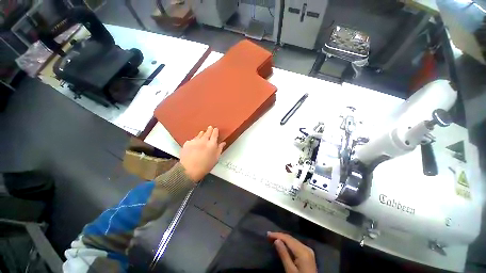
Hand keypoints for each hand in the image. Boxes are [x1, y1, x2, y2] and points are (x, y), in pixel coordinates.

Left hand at [180, 126, 225, 181]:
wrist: (189, 170)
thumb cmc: (205, 166)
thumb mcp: (216, 159)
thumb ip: (220, 149)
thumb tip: (223, 143)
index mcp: (212, 144)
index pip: (215, 134)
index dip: (215, 131)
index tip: (216, 129)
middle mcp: (203, 141)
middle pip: (207, 132)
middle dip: (209, 129)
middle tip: (210, 127)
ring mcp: (194, 141)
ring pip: (199, 134)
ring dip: (202, 133)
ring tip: (203, 132)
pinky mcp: (187, 143)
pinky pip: (192, 139)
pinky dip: (195, 139)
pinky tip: (195, 141)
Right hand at [268, 232, 316, 272]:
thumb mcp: (290, 270)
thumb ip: (284, 255)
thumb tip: (276, 240)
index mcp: (303, 251)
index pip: (288, 239)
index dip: (277, 235)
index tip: (267, 234)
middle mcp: (306, 247)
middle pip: (291, 238)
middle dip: (279, 236)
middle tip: (269, 235)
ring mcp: (308, 250)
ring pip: (293, 241)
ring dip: (283, 239)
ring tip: (273, 238)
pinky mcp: (308, 254)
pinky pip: (296, 245)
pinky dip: (288, 243)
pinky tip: (282, 244)